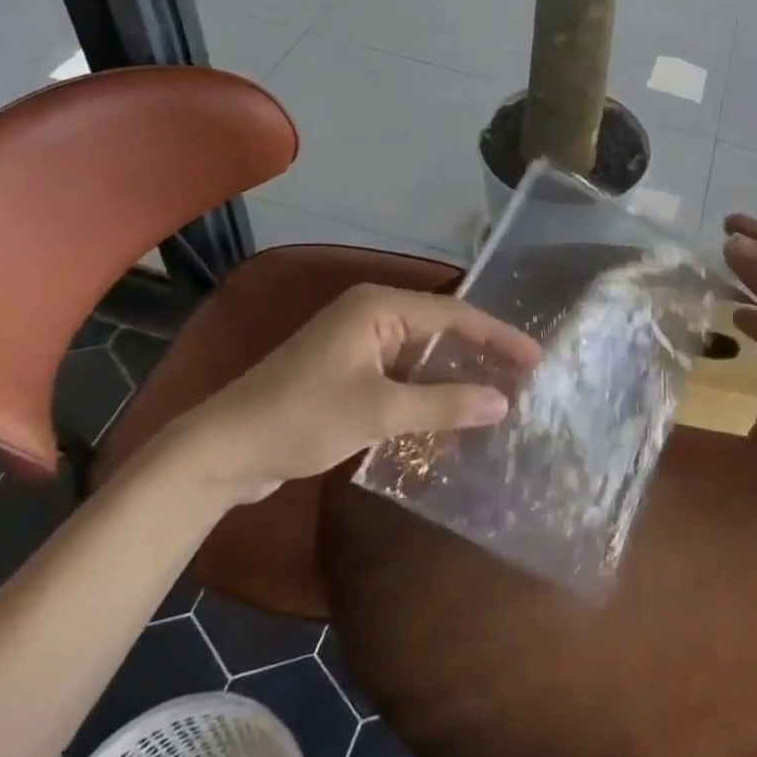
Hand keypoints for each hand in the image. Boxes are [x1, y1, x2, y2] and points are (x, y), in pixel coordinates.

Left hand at [166, 284, 540, 505]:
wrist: (221, 451)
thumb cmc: (302, 418)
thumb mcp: (379, 411)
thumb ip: (444, 404)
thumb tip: (503, 402)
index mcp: (378, 306)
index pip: (454, 315)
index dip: (498, 337)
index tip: (536, 359)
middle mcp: (371, 314)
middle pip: (440, 330)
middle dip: (480, 354)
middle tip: (524, 378)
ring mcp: (356, 343)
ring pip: (421, 355)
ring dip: (454, 375)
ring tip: (497, 396)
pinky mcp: (346, 371)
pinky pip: (401, 374)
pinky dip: (427, 391)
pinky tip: (450, 414)